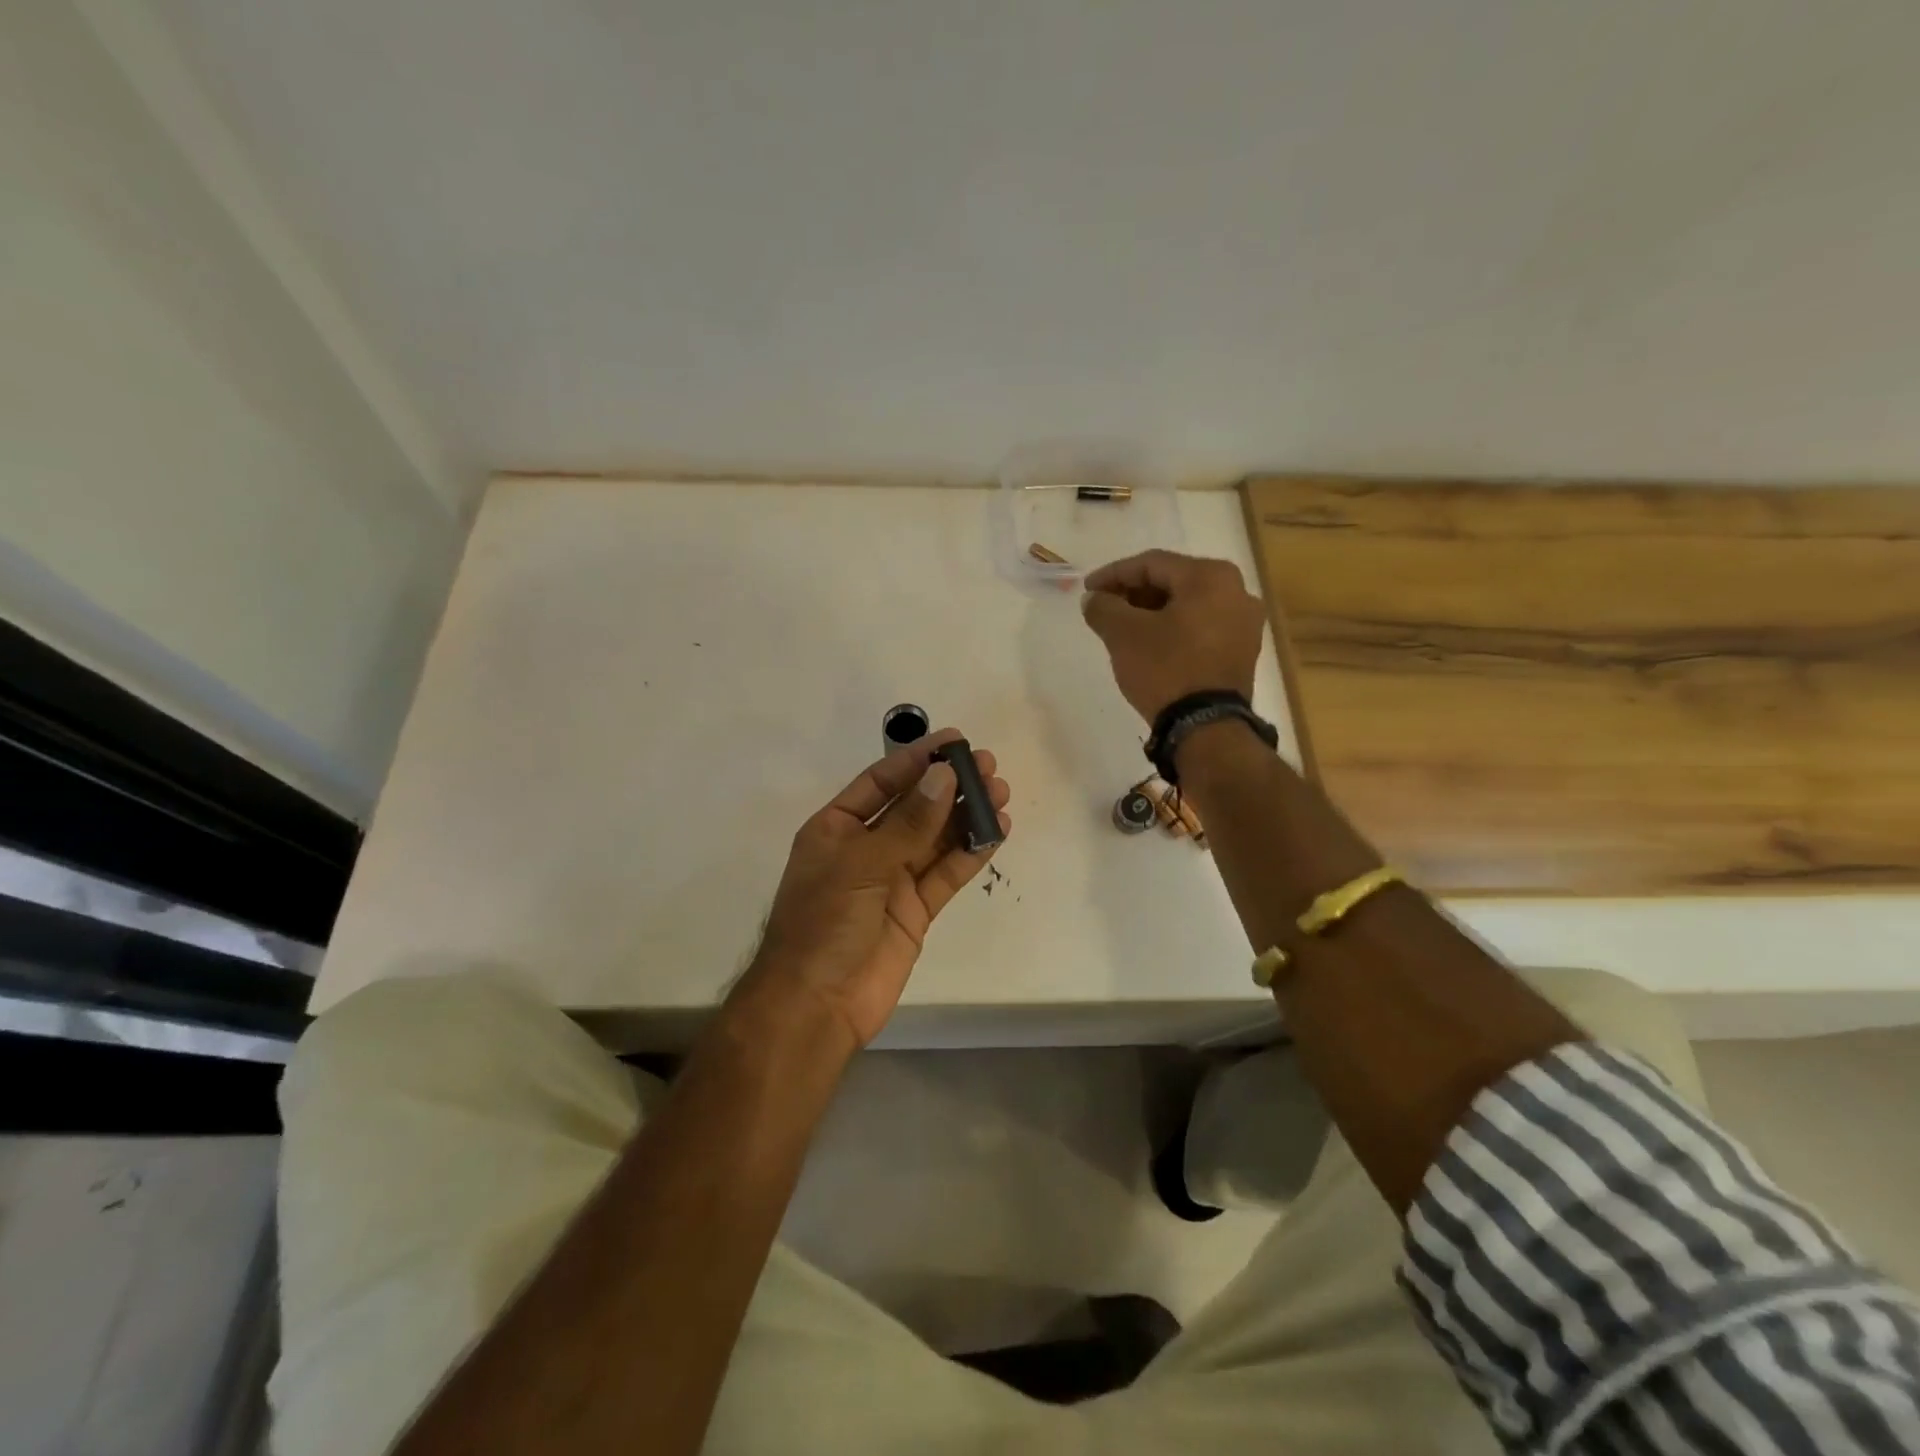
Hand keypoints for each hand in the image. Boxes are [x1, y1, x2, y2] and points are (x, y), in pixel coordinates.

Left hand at [741, 729, 1011, 1048]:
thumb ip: (908, 822)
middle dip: (950, 785)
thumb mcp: (862, 864)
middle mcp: (866, 848)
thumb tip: (944, 776)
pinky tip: (996, 832)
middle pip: (914, 807)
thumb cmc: (824, 923)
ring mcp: (892, 880)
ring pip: (936, 839)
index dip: (916, 760)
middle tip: (989, 766)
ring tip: (1001, 793)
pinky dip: (971, 853)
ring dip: (966, 816)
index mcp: (837, 828)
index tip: (954, 741)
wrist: (816, 1005)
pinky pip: (946, 874)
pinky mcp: (916, 911)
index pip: (881, 783)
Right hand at [1081, 550, 1267, 721]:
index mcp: (1211, 576)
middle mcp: (1237, 591)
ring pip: (1188, 606)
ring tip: (1123, 627)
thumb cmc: (1165, 669)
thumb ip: (1103, 607)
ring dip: (1152, 612)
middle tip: (1104, 607)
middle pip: (1173, 582)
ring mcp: (1245, 624)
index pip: (1152, 564)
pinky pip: (1201, 628)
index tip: (1087, 590)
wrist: (1206, 727)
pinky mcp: (1243, 652)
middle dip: (1134, 593)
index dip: (1113, 574)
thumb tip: (1093, 598)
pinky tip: (1150, 644)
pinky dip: (1173, 629)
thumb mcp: (1123, 634)